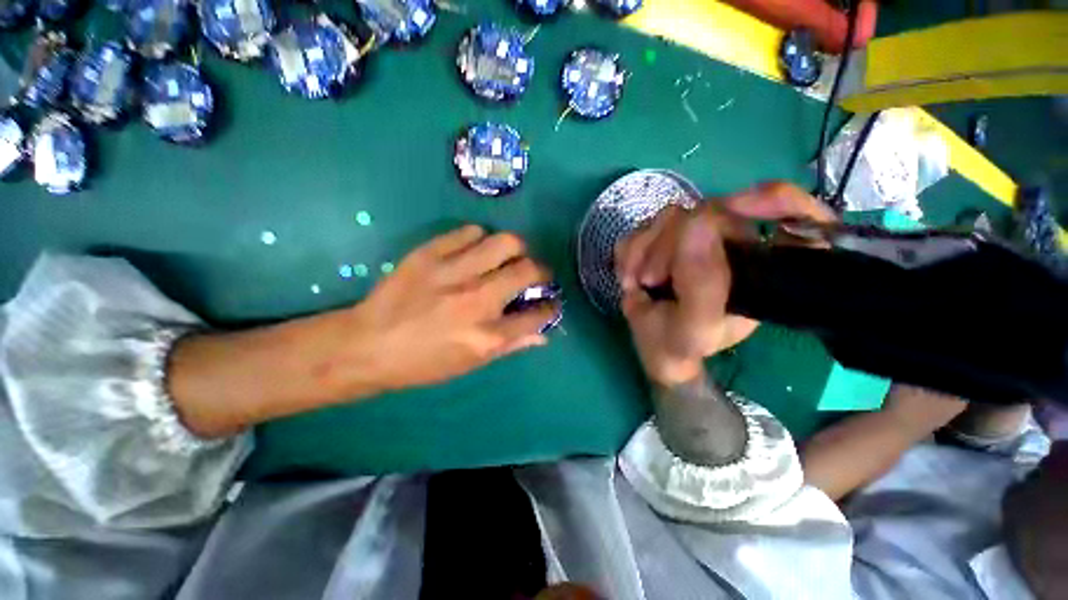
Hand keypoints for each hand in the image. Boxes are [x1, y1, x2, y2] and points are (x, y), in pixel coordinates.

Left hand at [170, 225, 556, 436]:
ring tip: (508, 258)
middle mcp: (477, 300)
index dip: (550, 307)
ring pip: (505, 242)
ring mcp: (453, 273)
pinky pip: (470, 232)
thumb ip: (510, 346)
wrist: (367, 345)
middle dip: (542, 271)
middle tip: (534, 274)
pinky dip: (481, 239)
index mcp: (487, 335)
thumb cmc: (422, 363)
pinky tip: (476, 250)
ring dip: (516, 249)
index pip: (537, 314)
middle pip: (528, 270)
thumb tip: (542, 335)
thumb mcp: (470, 364)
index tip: (550, 302)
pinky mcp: (430, 253)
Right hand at [615, 182, 835, 385]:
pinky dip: (629, 252)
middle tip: (651, 280)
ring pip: (669, 216)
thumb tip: (694, 224)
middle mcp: (732, 247)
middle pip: (709, 211)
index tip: (739, 208)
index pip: (797, 218)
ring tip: (638, 283)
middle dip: (668, 246)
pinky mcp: (663, 239)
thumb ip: (702, 285)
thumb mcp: (696, 329)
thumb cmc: (679, 345)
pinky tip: (630, 276)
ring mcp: (694, 239)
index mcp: (758, 269)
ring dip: (643, 251)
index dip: (778, 202)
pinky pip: (642, 227)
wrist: (652, 346)